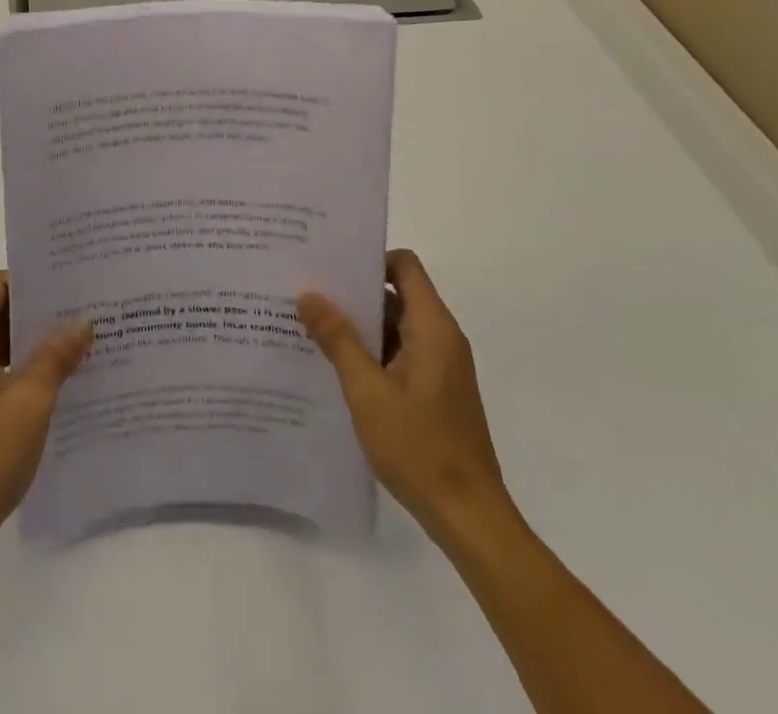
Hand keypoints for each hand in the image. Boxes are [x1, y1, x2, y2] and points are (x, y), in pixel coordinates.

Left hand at [0, 271, 92, 557]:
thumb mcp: (30, 404)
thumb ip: (55, 356)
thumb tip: (82, 321)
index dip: (32, 280)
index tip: (70, 283)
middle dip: (38, 309)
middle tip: (83, 309)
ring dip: (33, 339)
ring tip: (78, 340)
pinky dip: (21, 364)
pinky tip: (57, 376)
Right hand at [298, 249, 513, 545]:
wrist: (469, 518)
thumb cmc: (419, 448)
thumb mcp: (367, 391)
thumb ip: (338, 339)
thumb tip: (309, 294)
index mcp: (433, 328)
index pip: (405, 266)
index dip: (370, 258)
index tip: (330, 264)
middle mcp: (441, 338)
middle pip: (398, 294)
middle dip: (354, 292)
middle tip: (308, 292)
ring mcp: (440, 367)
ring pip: (396, 326)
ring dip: (360, 325)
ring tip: (311, 326)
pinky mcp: (435, 391)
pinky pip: (399, 354)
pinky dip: (371, 352)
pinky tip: (335, 366)